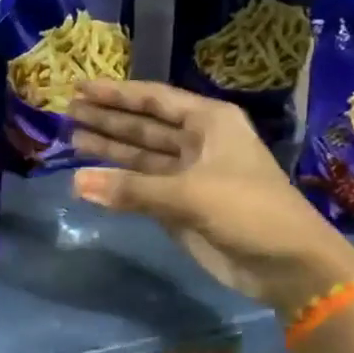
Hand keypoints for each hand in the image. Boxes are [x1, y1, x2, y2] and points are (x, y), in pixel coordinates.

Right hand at [67, 80, 353, 317]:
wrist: (286, 264)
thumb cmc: (248, 211)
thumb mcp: (190, 194)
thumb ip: (131, 189)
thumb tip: (76, 182)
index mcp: (209, 122)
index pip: (154, 100)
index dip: (117, 94)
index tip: (81, 88)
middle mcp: (197, 142)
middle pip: (143, 125)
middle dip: (107, 119)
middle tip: (67, 112)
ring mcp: (187, 175)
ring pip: (139, 156)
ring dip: (109, 149)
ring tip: (71, 139)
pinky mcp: (180, 205)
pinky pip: (140, 187)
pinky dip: (117, 184)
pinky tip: (89, 178)